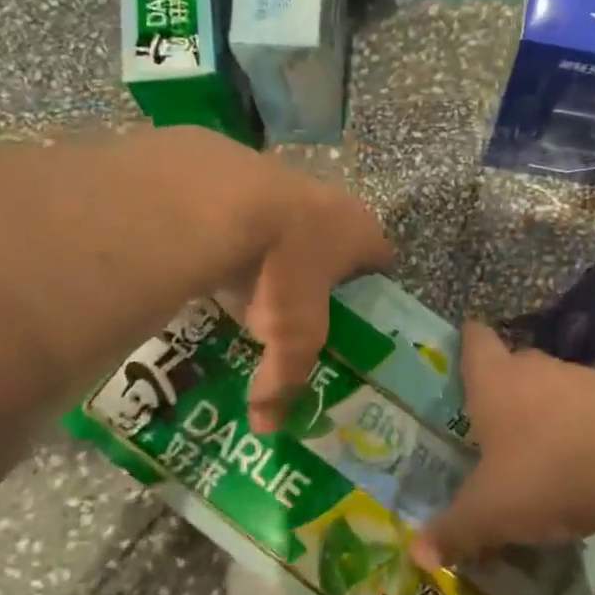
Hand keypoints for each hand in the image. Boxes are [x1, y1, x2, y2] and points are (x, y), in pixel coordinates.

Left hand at [165, 130, 393, 432]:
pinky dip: (233, 228)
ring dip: (275, 244)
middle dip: (320, 266)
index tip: (360, 311)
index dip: (373, 285)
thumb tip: (266, 426)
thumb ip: (284, 378)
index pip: (382, 258)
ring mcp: (282, 177)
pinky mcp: (236, 167)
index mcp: (358, 231)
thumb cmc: (281, 270)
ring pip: (287, 217)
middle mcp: (329, 200)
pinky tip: (212, 252)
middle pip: (334, 236)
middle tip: (299, 302)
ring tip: (251, 279)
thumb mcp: (291, 336)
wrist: (219, 200)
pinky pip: (241, 206)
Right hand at [411, 322, 594, 569]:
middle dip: (505, 386)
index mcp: (495, 382)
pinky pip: (593, 409)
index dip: (468, 340)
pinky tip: (586, 463)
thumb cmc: (546, 470)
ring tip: (541, 449)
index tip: (464, 342)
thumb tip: (416, 554)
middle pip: (516, 363)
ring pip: (556, 387)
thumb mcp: (491, 512)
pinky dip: (585, 429)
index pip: (476, 341)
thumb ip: (455, 531)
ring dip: (548, 410)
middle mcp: (537, 369)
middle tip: (494, 417)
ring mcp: (585, 380)